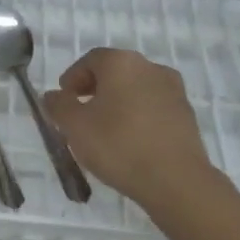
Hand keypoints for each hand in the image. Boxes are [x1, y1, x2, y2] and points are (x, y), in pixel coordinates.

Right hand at [41, 48, 212, 208]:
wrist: (175, 179)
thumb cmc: (118, 145)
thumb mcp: (75, 127)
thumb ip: (59, 106)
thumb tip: (53, 95)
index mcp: (122, 63)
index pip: (90, 60)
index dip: (72, 78)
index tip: (63, 100)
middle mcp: (151, 67)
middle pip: (115, 71)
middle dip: (94, 89)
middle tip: (80, 114)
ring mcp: (173, 90)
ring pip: (135, 89)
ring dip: (117, 103)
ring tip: (104, 130)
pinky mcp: (186, 113)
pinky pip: (153, 107)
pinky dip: (137, 116)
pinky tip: (129, 141)